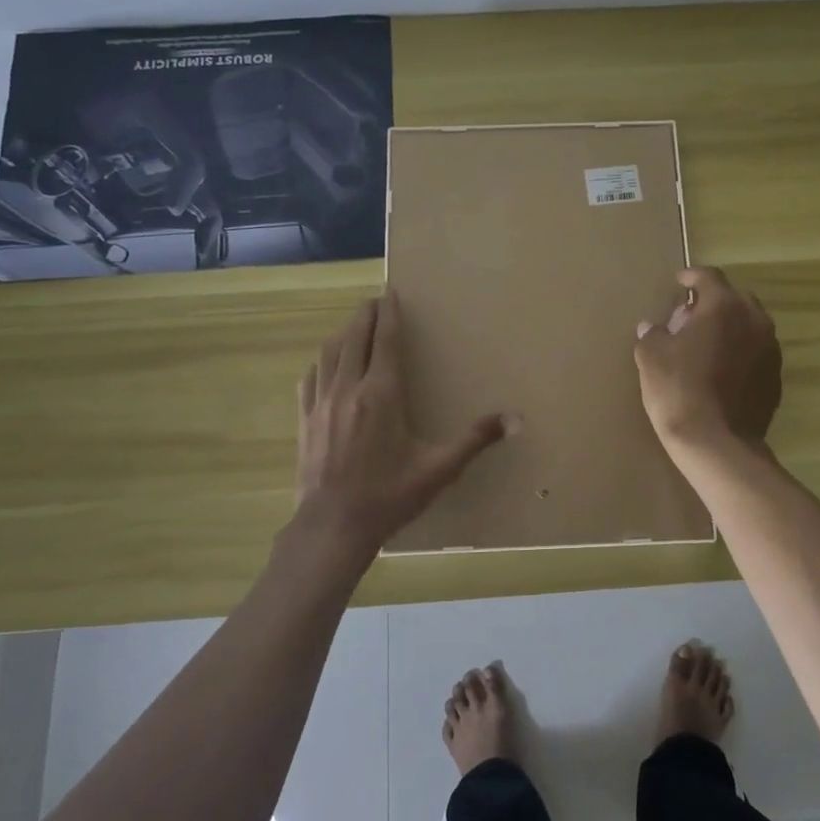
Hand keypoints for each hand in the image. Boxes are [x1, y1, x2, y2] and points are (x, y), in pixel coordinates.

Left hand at [295, 291, 508, 557]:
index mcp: (382, 395)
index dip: (390, 314)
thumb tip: (515, 420)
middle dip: (366, 315)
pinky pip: (311, 378)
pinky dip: (321, 362)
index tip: (392, 294)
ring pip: (329, 353)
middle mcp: (349, 388)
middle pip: (355, 337)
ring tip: (355, 328)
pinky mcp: (305, 419)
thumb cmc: (389, 496)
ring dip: (343, 334)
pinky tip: (326, 365)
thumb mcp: (439, 469)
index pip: (386, 340)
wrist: (332, 526)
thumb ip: (475, 440)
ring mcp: (322, 403)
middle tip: (376, 302)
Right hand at [634, 267, 781, 450]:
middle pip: (734, 299)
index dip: (691, 276)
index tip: (678, 282)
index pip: (708, 277)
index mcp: (724, 306)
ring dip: (729, 329)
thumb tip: (651, 328)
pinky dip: (739, 354)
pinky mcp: (775, 378)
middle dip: (712, 302)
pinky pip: (755, 354)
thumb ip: (652, 335)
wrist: (717, 442)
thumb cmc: (678, 390)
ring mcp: (770, 350)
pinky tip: (721, 371)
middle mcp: (755, 320)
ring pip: (749, 326)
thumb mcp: (651, 357)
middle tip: (689, 317)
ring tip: (706, 344)